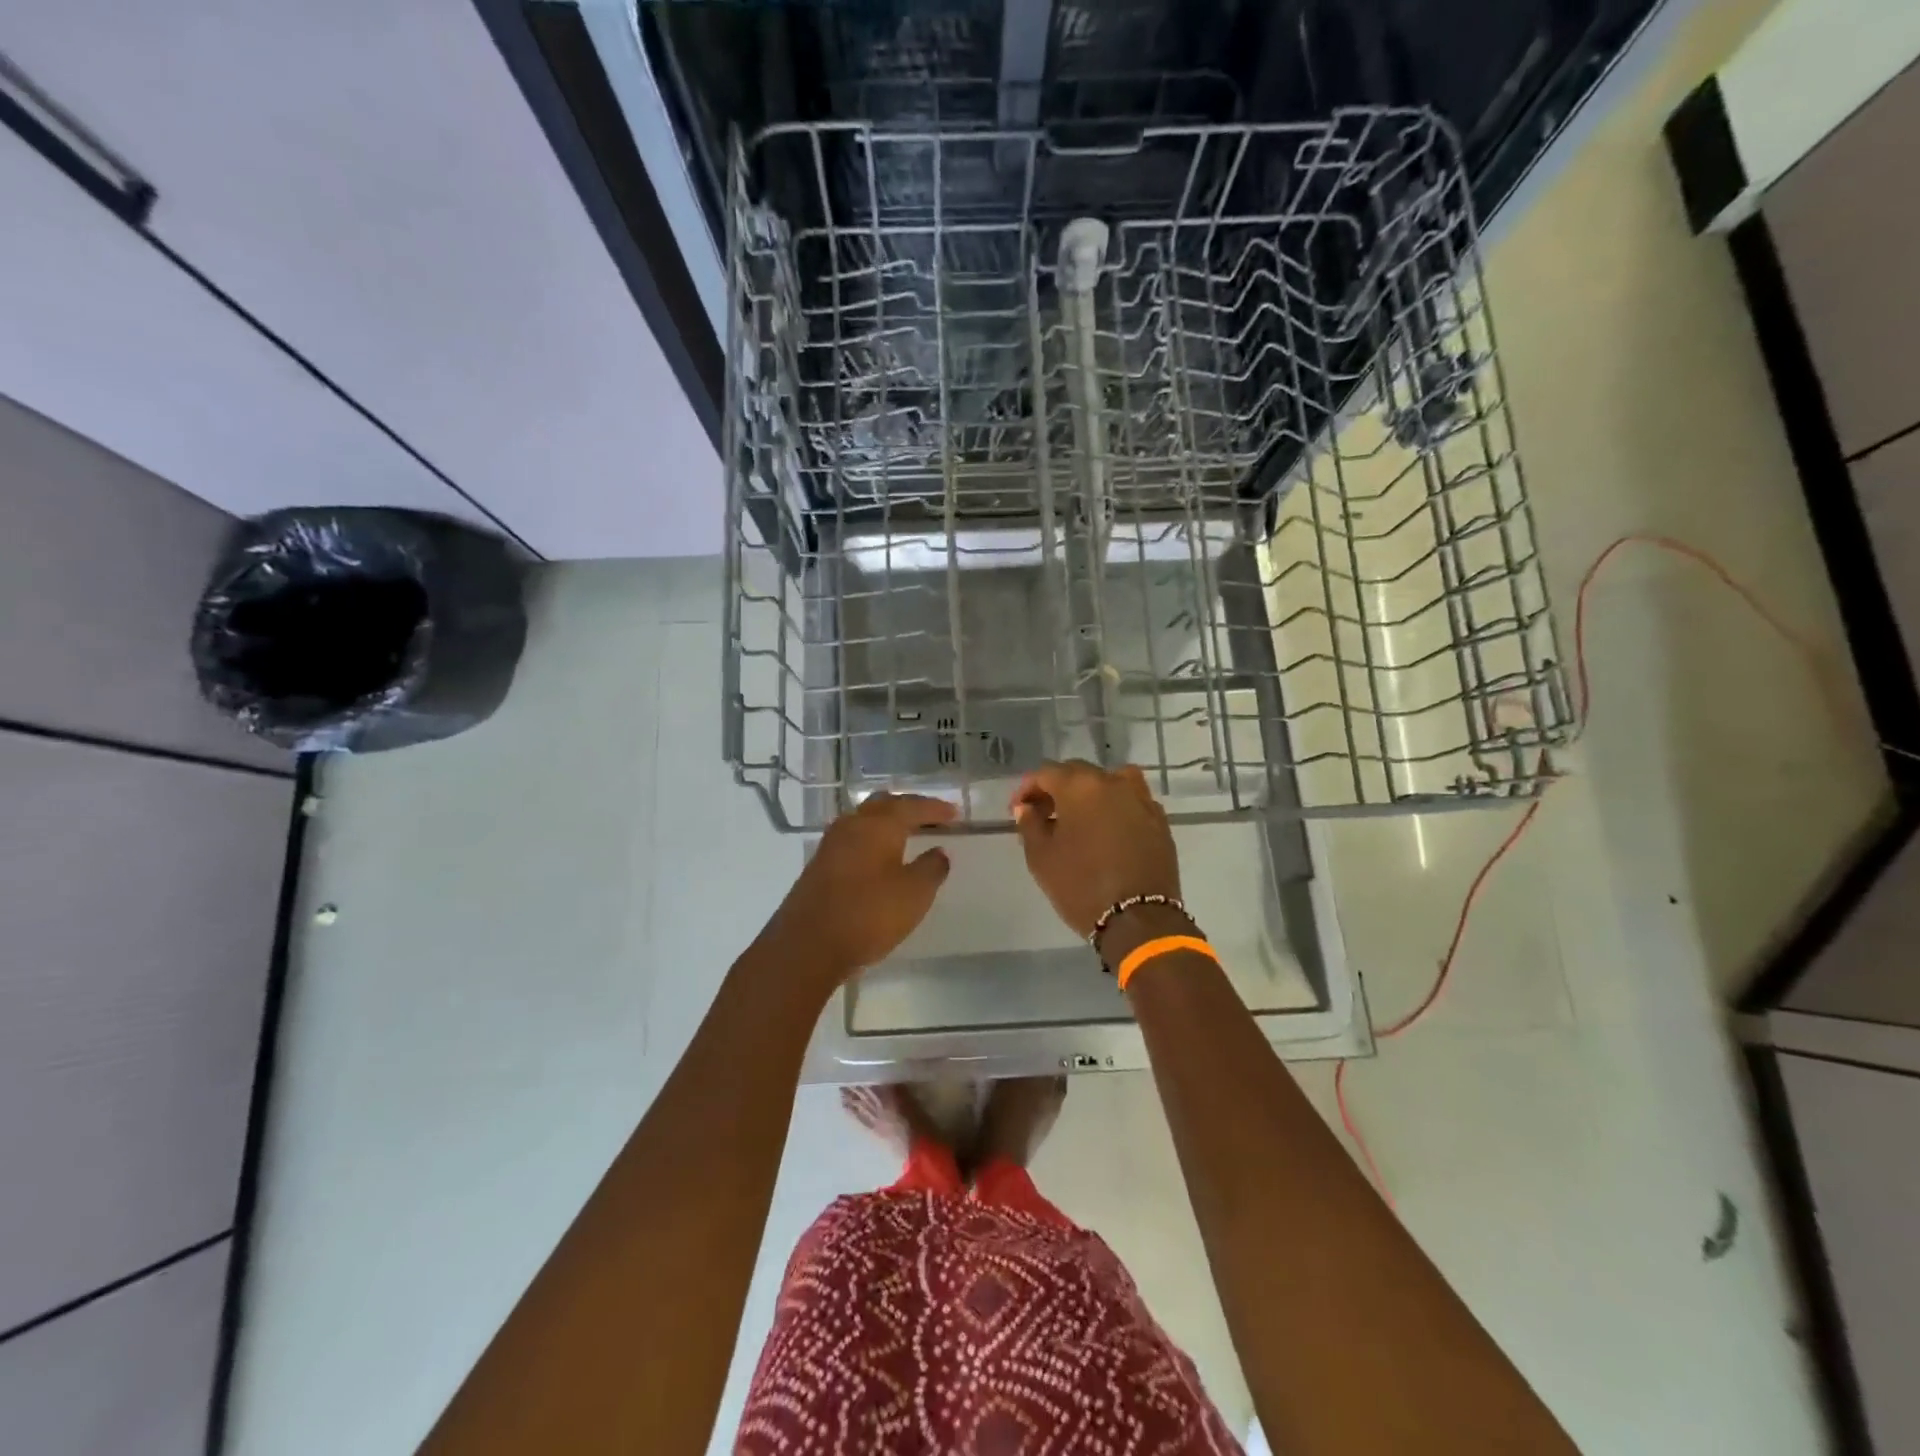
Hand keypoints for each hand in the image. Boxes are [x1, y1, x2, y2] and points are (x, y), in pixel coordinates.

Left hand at [764, 793, 955, 982]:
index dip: (935, 808)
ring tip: (906, 834)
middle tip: (930, 817)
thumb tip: (939, 852)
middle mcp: (852, 825)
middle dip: (908, 808)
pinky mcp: (819, 865)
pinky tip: (878, 856)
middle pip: (883, 805)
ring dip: (886, 822)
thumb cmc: (868, 914)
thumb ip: (931, 869)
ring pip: (864, 820)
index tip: (955, 813)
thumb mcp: (914, 894)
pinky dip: (871, 840)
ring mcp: (831, 844)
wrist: (807, 946)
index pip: (912, 806)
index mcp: (879, 825)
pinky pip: (852, 839)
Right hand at [1011, 761, 1181, 939]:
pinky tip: (1106, 830)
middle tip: (1042, 815)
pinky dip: (1114, 807)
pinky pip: (1130, 801)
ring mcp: (1141, 799)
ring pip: (1109, 782)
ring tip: (1078, 817)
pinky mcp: (1159, 820)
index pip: (1046, 773)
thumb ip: (1030, 825)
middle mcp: (1113, 782)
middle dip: (1056, 790)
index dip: (1027, 788)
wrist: (1139, 919)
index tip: (1017, 809)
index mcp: (1080, 786)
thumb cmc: (1081, 885)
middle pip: (1078, 773)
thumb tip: (1027, 808)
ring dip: (1089, 793)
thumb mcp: (1041, 857)